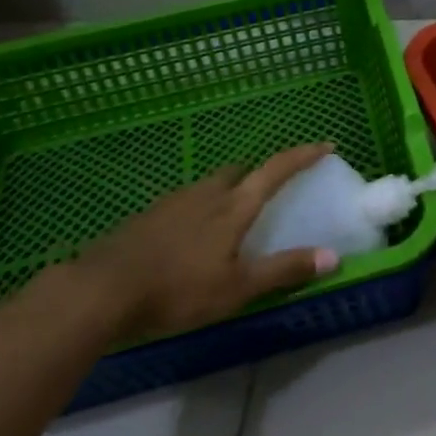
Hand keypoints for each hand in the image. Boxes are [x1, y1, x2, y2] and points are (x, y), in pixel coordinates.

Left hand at [72, 142, 338, 343]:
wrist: (102, 290)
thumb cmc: (178, 289)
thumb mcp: (237, 287)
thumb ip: (284, 270)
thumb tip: (333, 256)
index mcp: (233, 206)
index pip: (276, 170)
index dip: (303, 156)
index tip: (325, 145)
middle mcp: (206, 193)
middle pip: (240, 172)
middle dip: (259, 175)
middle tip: (271, 193)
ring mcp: (173, 201)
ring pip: (211, 186)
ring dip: (228, 193)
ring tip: (233, 219)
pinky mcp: (148, 215)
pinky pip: (186, 202)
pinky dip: (201, 209)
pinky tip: (192, 237)